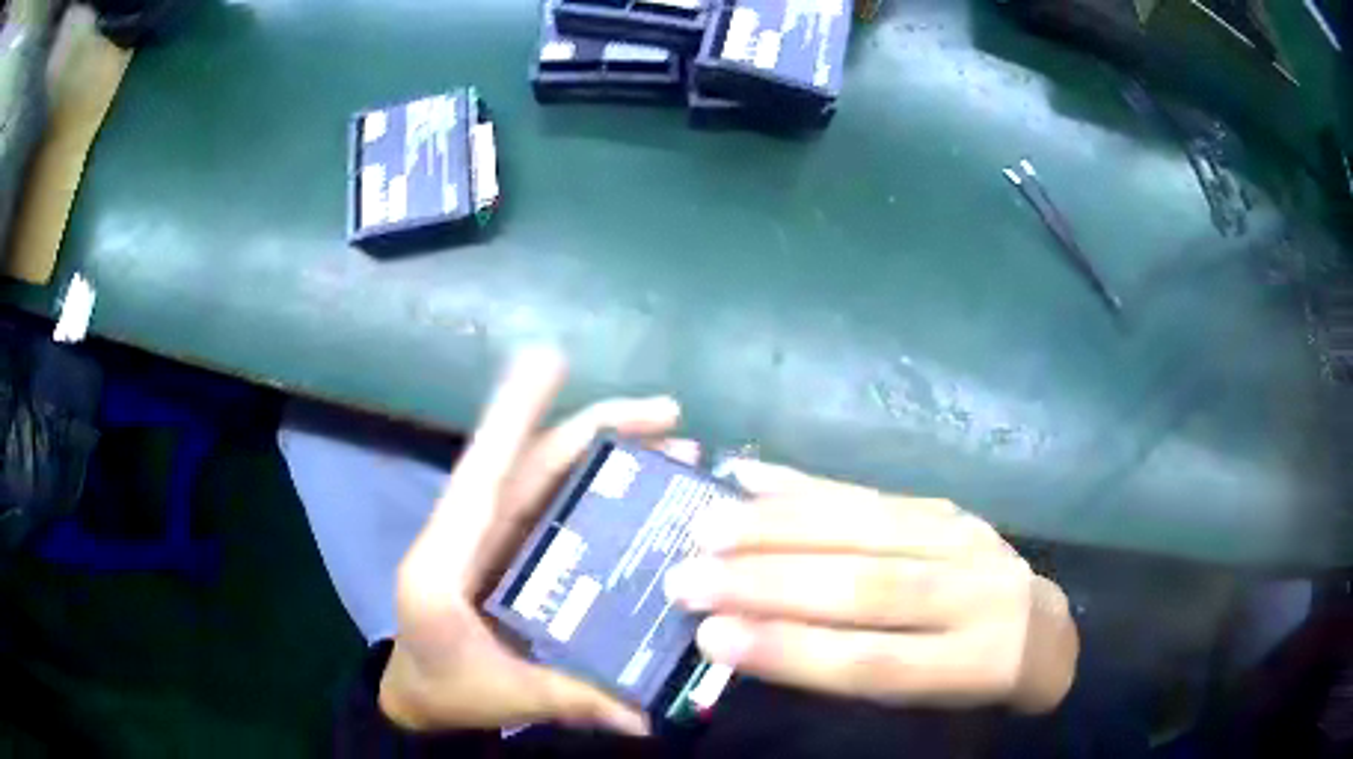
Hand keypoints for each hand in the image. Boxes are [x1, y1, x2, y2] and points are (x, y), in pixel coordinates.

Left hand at [379, 349, 694, 734]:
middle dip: (599, 431)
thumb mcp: (502, 695)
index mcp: (447, 560)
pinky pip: (558, 510)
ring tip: (680, 453)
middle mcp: (470, 533)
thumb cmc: (443, 686)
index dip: (513, 414)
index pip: (483, 475)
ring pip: (549, 480)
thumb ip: (568, 700)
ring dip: (609, 457)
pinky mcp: (513, 552)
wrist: (418, 694)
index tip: (548, 359)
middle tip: (673, 419)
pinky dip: (600, 494)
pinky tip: (649, 499)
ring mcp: (494, 538)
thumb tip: (644, 717)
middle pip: (532, 464)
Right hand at [664, 462, 1078, 712]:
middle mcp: (973, 594)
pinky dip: (806, 485)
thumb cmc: (969, 683)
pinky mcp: (948, 506)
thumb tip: (756, 645)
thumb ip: (855, 676)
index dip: (791, 650)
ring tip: (706, 525)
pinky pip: (873, 491)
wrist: (1038, 628)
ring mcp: (965, 539)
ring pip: (868, 527)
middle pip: (867, 585)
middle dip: (768, 582)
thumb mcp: (924, 703)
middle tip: (685, 577)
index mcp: (971, 664)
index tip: (710, 637)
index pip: (871, 660)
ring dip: (779, 525)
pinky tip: (751, 475)